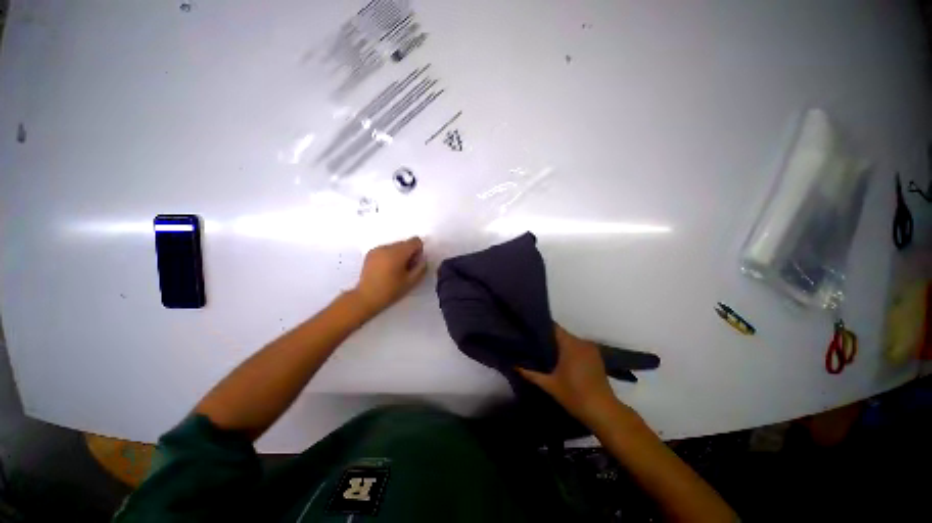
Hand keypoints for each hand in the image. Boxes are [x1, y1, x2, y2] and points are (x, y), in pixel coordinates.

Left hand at [353, 237, 426, 314]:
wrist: (366, 297)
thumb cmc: (390, 291)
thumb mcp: (411, 282)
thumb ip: (421, 267)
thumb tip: (423, 259)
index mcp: (398, 253)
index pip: (415, 241)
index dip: (419, 251)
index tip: (415, 264)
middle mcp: (387, 247)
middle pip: (405, 243)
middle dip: (409, 253)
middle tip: (406, 270)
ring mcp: (377, 249)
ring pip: (396, 246)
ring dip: (399, 255)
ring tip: (395, 271)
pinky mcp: (370, 253)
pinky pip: (386, 250)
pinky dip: (390, 256)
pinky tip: (386, 270)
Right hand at [517, 324, 624, 426]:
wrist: (603, 411)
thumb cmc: (575, 395)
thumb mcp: (550, 385)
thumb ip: (531, 374)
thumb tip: (515, 366)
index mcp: (570, 344)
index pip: (554, 327)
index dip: (541, 327)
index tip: (530, 329)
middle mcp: (581, 342)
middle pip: (561, 333)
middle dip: (548, 337)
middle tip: (534, 342)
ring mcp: (591, 349)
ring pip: (570, 340)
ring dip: (559, 344)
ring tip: (545, 349)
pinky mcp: (596, 357)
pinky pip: (579, 347)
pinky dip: (569, 350)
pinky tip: (561, 359)